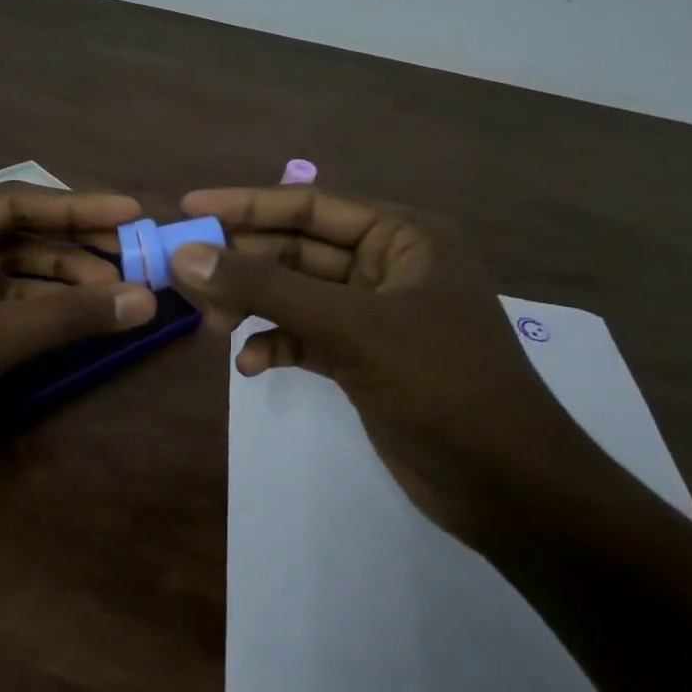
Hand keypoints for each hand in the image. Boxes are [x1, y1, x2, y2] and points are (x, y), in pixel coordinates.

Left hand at [0, 184, 156, 480]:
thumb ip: (64, 317)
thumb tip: (145, 299)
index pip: (11, 201)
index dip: (77, 208)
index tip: (132, 212)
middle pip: (11, 231)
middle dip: (71, 246)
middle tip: (132, 256)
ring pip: (6, 266)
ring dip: (58, 278)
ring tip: (115, 290)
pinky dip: (35, 306)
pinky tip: (76, 314)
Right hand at [170, 186, 631, 541]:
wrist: (507, 487)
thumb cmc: (441, 385)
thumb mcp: (351, 328)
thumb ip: (266, 289)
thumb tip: (187, 256)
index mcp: (403, 236)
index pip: (310, 205)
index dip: (246, 204)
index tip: (188, 207)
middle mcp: (389, 266)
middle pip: (298, 250)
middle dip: (244, 264)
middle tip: (184, 275)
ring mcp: (376, 315)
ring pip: (297, 295)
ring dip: (254, 306)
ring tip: (211, 325)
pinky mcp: (365, 358)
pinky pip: (306, 336)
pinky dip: (277, 344)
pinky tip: (251, 365)